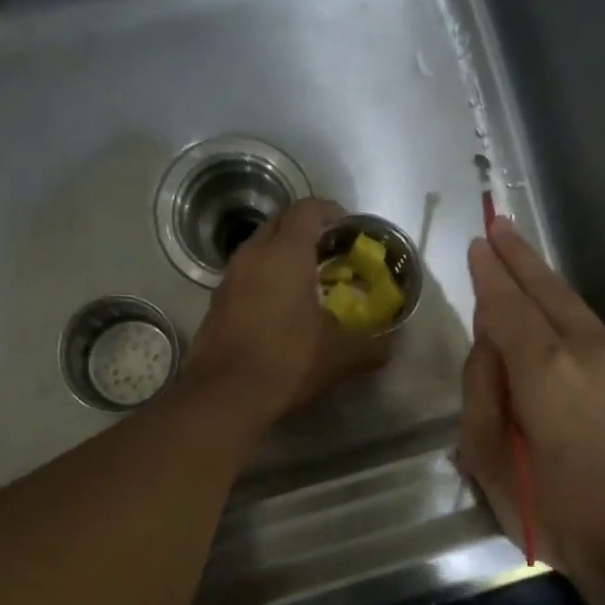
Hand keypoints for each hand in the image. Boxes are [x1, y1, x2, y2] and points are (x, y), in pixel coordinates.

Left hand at [182, 197, 392, 424]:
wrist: (225, 395)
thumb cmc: (288, 361)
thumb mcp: (340, 356)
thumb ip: (370, 347)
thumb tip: (389, 348)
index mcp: (286, 253)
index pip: (307, 210)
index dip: (329, 211)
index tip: (346, 227)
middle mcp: (253, 255)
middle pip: (279, 223)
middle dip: (304, 229)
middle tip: (328, 252)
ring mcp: (228, 278)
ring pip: (257, 249)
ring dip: (280, 255)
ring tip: (304, 280)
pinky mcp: (215, 303)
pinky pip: (243, 276)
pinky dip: (262, 279)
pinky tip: (277, 309)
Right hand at [459, 219, 604, 602]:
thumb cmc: (559, 514)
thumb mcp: (490, 463)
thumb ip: (482, 394)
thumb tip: (488, 347)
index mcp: (545, 369)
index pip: (507, 305)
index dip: (490, 273)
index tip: (478, 243)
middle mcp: (591, 349)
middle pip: (549, 289)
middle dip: (520, 257)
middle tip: (500, 225)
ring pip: (577, 310)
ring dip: (546, 289)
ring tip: (522, 271)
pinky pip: (598, 337)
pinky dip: (570, 323)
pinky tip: (557, 332)